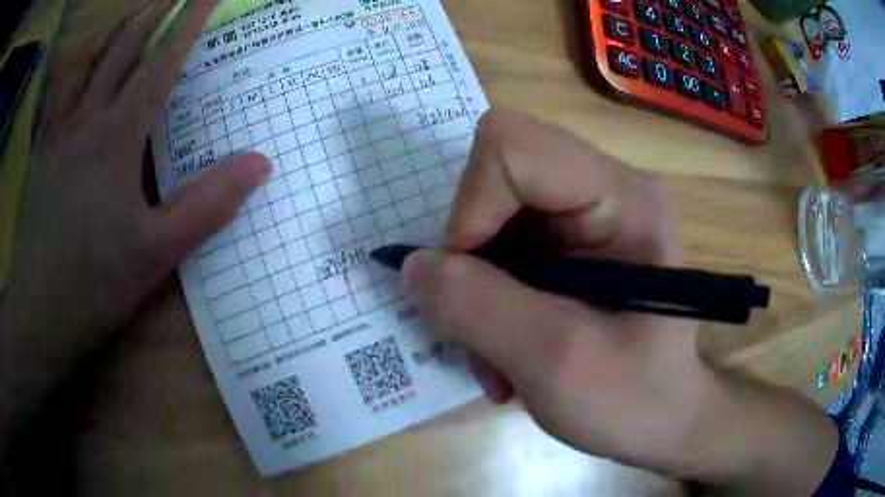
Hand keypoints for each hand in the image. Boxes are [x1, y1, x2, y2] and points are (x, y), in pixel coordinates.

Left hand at [0, 0, 268, 449]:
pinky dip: (74, 67)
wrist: (39, 313)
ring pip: (85, 62)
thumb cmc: (95, 285)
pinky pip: (57, 94)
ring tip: (131, 14)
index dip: (187, 22)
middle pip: (120, 48)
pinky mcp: (41, 154)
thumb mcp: (157, 254)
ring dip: (112, 30)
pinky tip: (81, 62)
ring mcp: (58, 134)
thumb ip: (207, 205)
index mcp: (117, 137)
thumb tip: (260, 163)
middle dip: (151, 13)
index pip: (160, 62)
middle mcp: (85, 120)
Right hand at [400, 108, 706, 470]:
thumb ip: (476, 307)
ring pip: (493, 215)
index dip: (470, 208)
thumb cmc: (634, 400)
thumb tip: (414, 266)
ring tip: (494, 354)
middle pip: (497, 175)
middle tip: (476, 326)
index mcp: (624, 198)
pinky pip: (504, 245)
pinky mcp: (575, 242)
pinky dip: (489, 297)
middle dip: (470, 254)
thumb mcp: (554, 362)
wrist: (666, 421)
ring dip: (477, 287)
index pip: (512, 147)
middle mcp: (607, 187)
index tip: (464, 286)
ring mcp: (590, 212)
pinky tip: (506, 346)